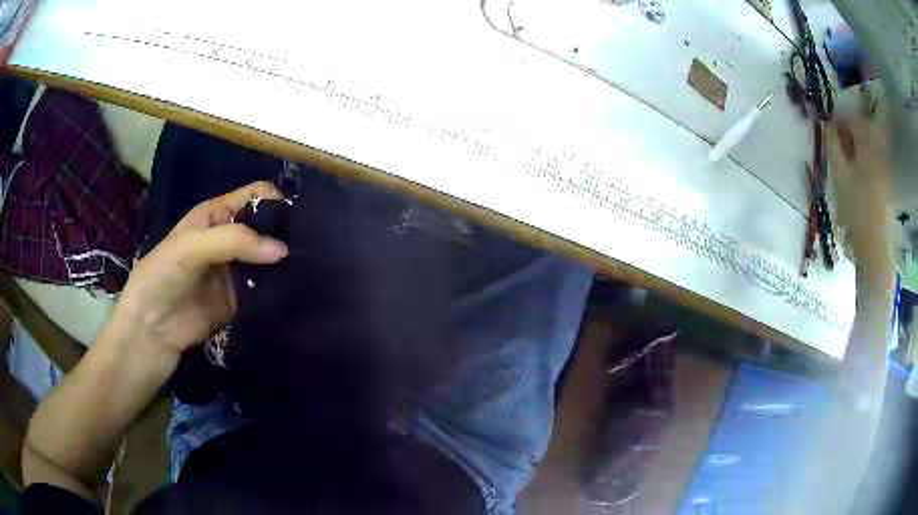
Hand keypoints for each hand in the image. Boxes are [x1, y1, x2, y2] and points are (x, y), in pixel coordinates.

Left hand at [116, 181, 288, 354]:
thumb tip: (283, 250)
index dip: (275, 203)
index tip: (294, 224)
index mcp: (216, 215)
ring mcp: (236, 270)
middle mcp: (229, 238)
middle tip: (307, 249)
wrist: (151, 329)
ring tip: (305, 271)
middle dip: (285, 234)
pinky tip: (292, 292)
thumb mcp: (191, 247)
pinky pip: (265, 289)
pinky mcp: (240, 299)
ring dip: (283, 263)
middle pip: (266, 226)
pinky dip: (277, 289)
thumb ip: (234, 241)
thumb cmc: (163, 276)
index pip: (255, 195)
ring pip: (268, 258)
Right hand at [825, 116, 893, 254]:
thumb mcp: (840, 177)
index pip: (854, 120)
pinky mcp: (887, 176)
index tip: (830, 126)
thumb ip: (834, 147)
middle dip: (852, 126)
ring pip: (872, 138)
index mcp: (867, 148)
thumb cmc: (856, 210)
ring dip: (860, 138)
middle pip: (865, 126)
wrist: (875, 243)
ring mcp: (885, 164)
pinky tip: (861, 164)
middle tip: (840, 136)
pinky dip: (868, 150)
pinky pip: (877, 152)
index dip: (841, 119)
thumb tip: (827, 125)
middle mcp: (878, 151)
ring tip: (850, 150)